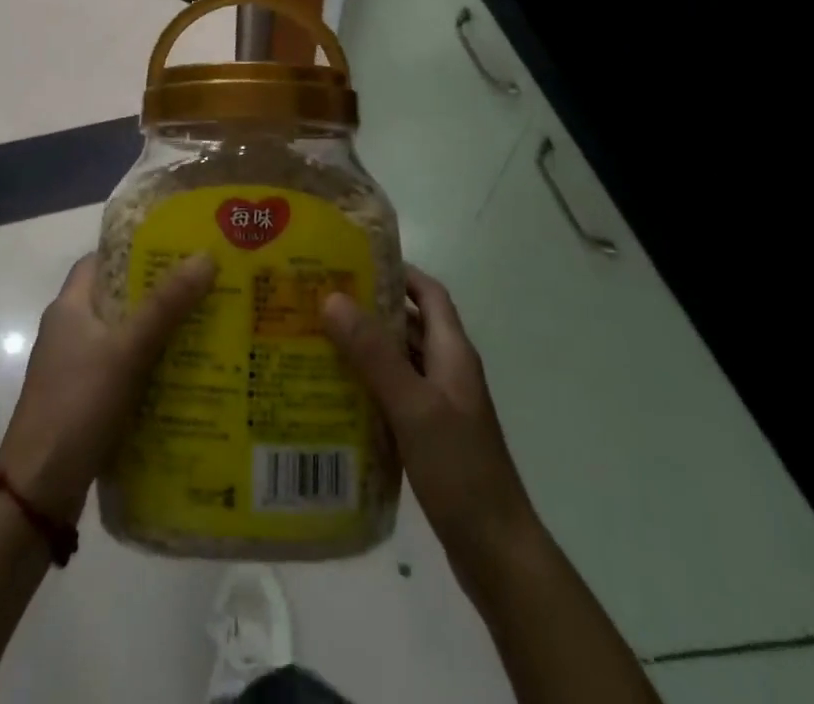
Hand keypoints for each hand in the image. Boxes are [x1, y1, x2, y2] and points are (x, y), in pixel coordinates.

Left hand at [0, 252, 215, 521]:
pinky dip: (151, 368)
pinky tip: (185, 375)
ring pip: (124, 337)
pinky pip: (124, 371)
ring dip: (159, 333)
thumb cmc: (78, 404)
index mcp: (69, 307)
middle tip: (204, 288)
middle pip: (118, 298)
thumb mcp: (127, 349)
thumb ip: (166, 305)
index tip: (176, 250)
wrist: (38, 491)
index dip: (135, 251)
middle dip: (159, 293)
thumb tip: (205, 256)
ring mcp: (75, 369)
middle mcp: (69, 331)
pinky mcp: (85, 401)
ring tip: (206, 327)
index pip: (101, 261)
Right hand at [322, 266, 542, 591]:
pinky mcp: (430, 436)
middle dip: (369, 309)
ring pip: (399, 361)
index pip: (428, 293)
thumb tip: (332, 297)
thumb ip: (374, 353)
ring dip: (365, 348)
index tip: (353, 261)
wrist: (497, 551)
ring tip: (317, 340)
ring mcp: (440, 405)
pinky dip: (368, 386)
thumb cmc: (459, 468)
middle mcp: (448, 370)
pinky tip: (335, 394)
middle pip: (408, 324)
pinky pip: (395, 395)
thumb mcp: (412, 405)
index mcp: (452, 352)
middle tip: (320, 300)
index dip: (397, 271)